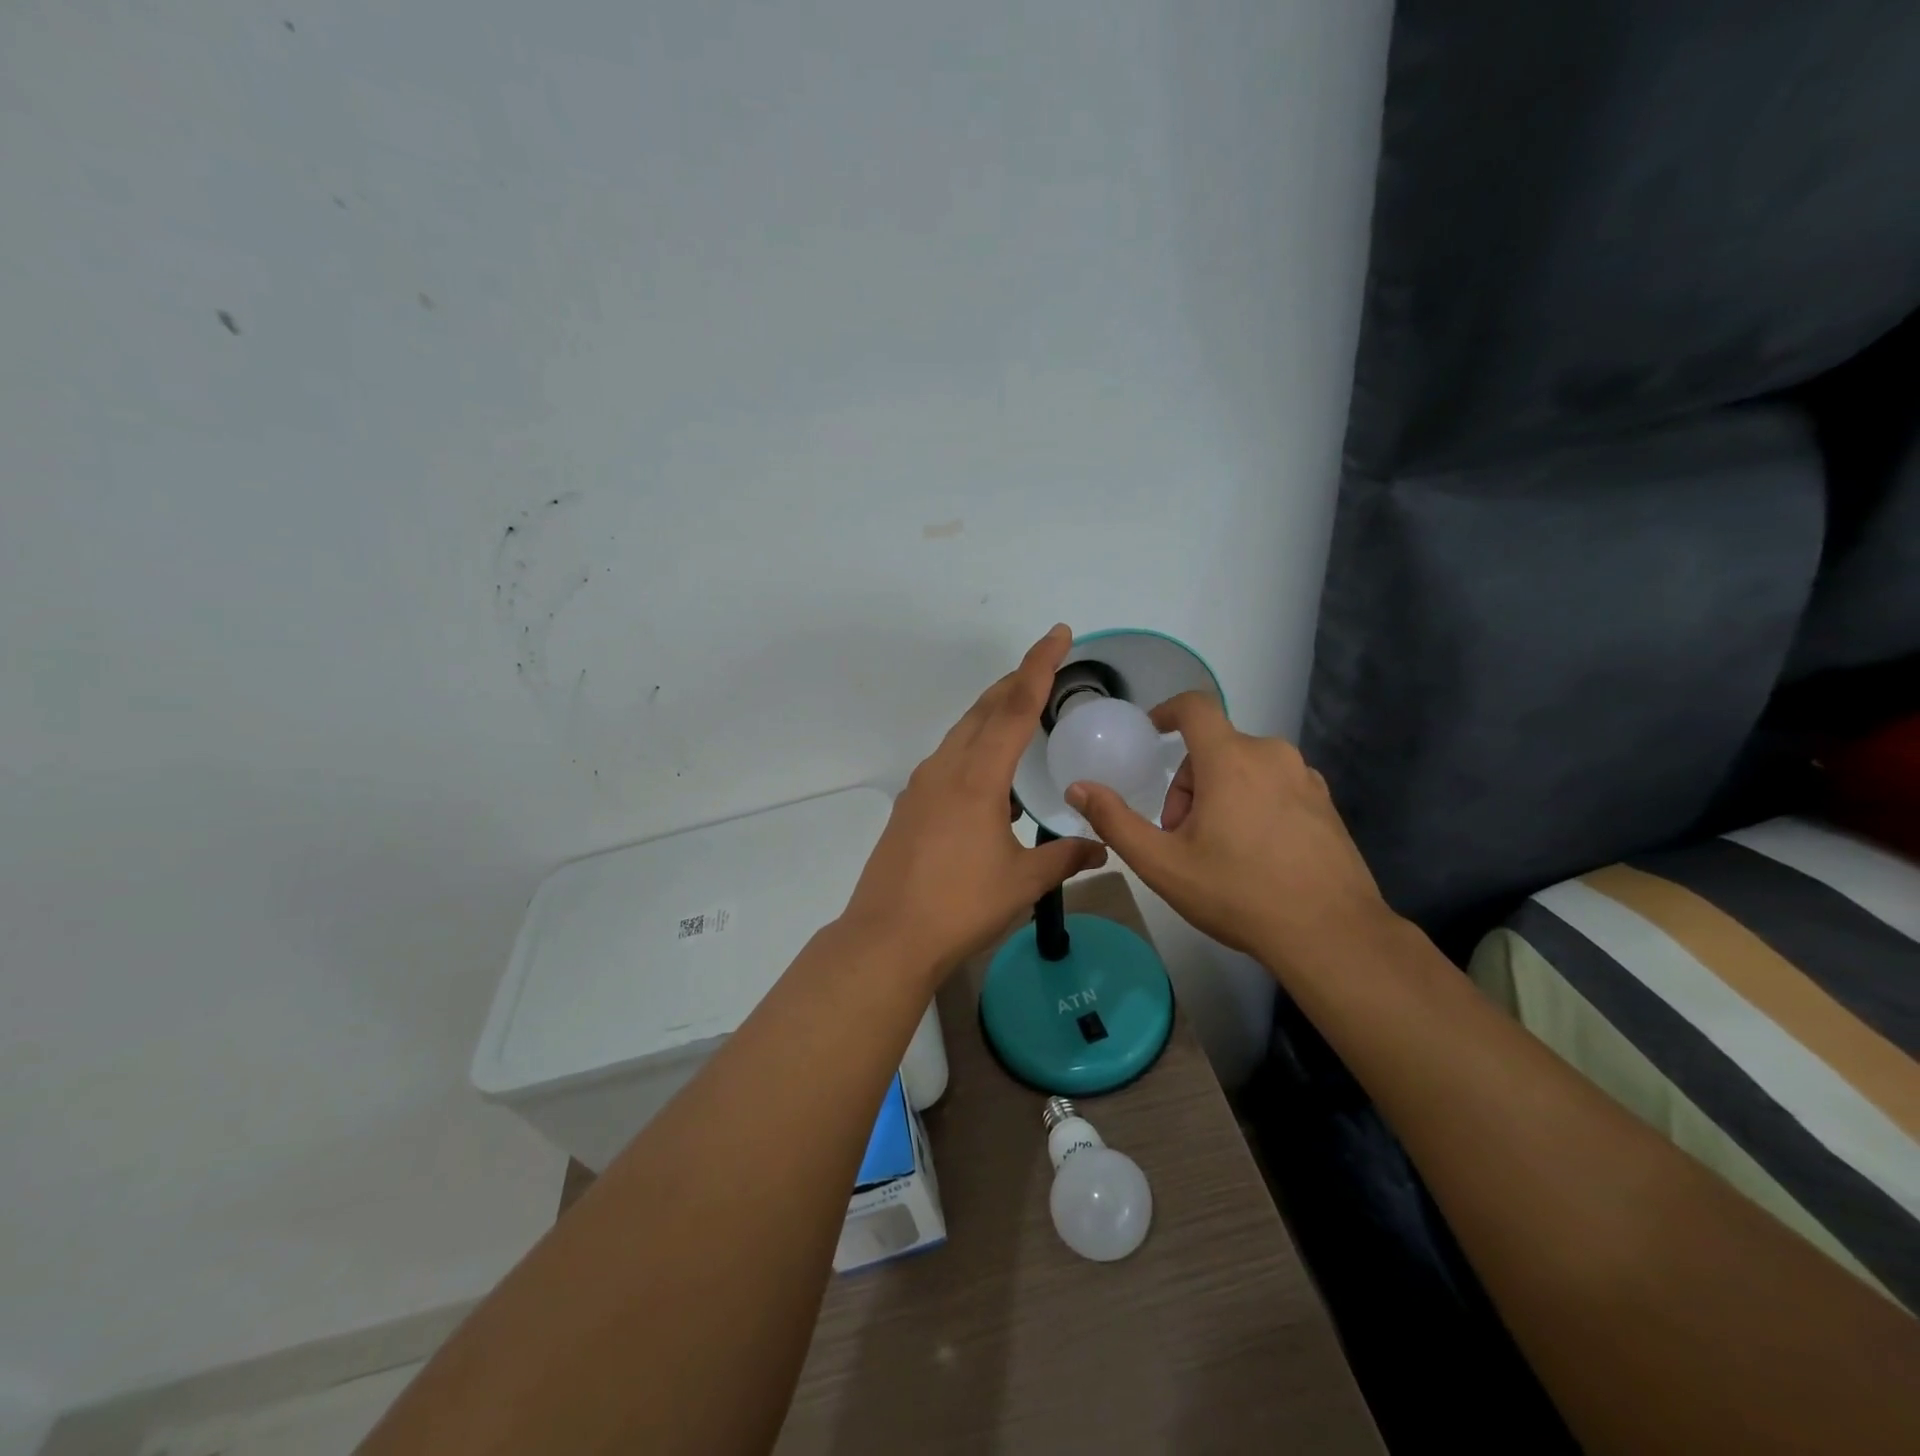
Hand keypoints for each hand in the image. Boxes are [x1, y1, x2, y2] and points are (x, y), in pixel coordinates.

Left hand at [841, 625, 1107, 982]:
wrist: (887, 937)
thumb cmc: (960, 906)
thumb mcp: (1022, 883)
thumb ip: (1065, 857)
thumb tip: (1102, 847)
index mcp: (977, 778)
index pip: (1015, 708)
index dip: (1040, 667)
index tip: (1058, 634)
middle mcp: (945, 770)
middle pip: (984, 709)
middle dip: (1016, 681)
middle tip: (1046, 665)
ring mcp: (921, 786)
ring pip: (962, 732)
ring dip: (992, 713)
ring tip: (1021, 711)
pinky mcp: (909, 806)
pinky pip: (948, 759)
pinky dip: (974, 746)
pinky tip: (989, 773)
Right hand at [1064, 692, 1391, 972]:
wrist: (1331, 934)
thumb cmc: (1238, 893)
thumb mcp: (1162, 863)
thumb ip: (1114, 821)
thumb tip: (1078, 788)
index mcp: (1231, 759)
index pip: (1195, 707)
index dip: (1167, 712)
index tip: (1152, 734)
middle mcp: (1271, 755)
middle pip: (1213, 748)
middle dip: (1187, 785)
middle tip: (1178, 835)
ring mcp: (1305, 779)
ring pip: (1244, 768)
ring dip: (1219, 795)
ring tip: (1216, 850)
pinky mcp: (1326, 804)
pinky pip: (1275, 786)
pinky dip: (1253, 804)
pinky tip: (1254, 855)